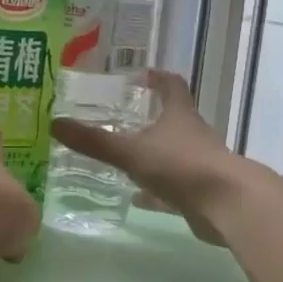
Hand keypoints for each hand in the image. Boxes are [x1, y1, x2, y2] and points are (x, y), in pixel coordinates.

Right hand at [50, 71, 262, 245]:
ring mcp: (199, 164)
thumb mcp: (130, 152)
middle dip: (151, 116)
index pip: (172, 86)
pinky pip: (173, 185)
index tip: (142, 76)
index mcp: (179, 115)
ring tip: (125, 155)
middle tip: (121, 116)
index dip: (158, 78)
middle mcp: (192, 135)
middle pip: (173, 118)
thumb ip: (94, 141)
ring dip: (153, 153)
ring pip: (173, 153)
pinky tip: (138, 196)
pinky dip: (156, 188)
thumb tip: (55, 124)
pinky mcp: (201, 191)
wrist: (227, 205)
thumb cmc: (180, 166)